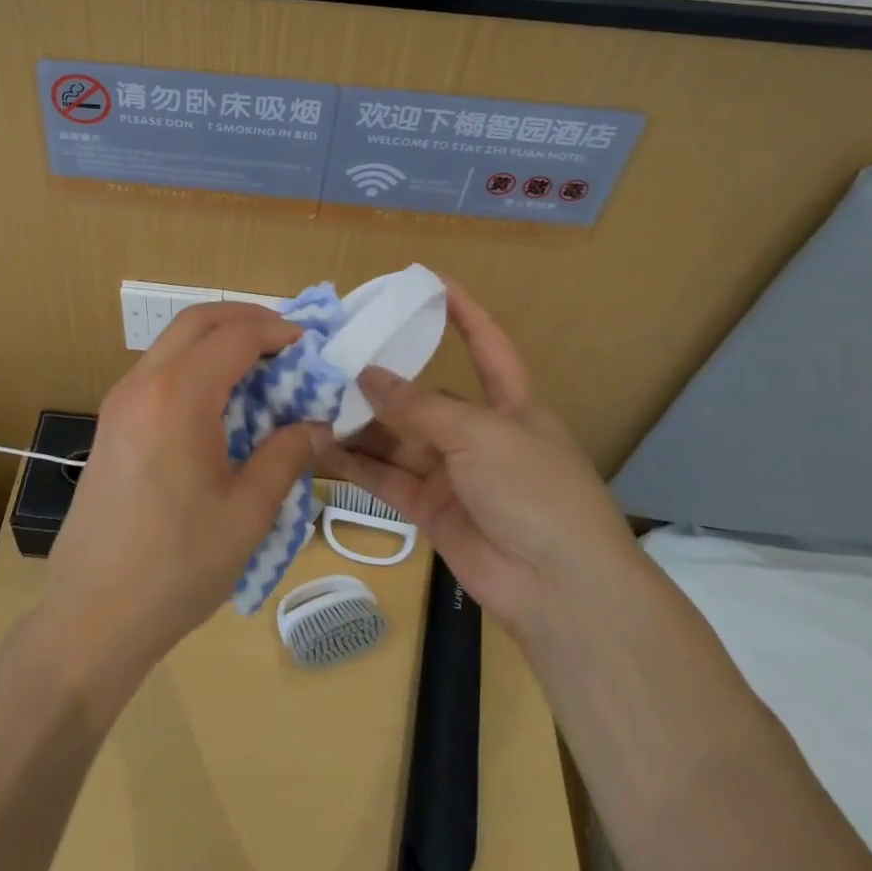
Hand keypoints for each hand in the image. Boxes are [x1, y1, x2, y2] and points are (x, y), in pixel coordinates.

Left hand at [41, 302, 328, 688]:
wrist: (92, 615)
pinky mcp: (111, 424)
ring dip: (218, 341)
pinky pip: (158, 372)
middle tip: (287, 342)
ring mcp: (119, 402)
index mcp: (177, 397)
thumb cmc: (178, 566)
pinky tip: (221, 403)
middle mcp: (141, 385)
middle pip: (197, 321)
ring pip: (173, 343)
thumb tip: (317, 425)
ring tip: (261, 369)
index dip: (277, 332)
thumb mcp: (248, 511)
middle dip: (246, 319)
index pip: (234, 337)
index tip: (312, 346)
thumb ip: (287, 455)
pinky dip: (195, 366)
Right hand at [322, 280, 639, 637]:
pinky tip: (319, 447)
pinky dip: (355, 465)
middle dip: (384, 382)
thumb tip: (367, 375)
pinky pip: (386, 479)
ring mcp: (453, 475)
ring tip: (312, 401)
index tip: (432, 282)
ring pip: (398, 440)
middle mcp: (479, 435)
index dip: (465, 314)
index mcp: (511, 405)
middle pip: (425, 399)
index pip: (488, 347)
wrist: (559, 588)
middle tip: (333, 360)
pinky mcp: (430, 511)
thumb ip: (418, 406)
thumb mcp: (479, 434)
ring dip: (360, 424)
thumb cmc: (533, 489)